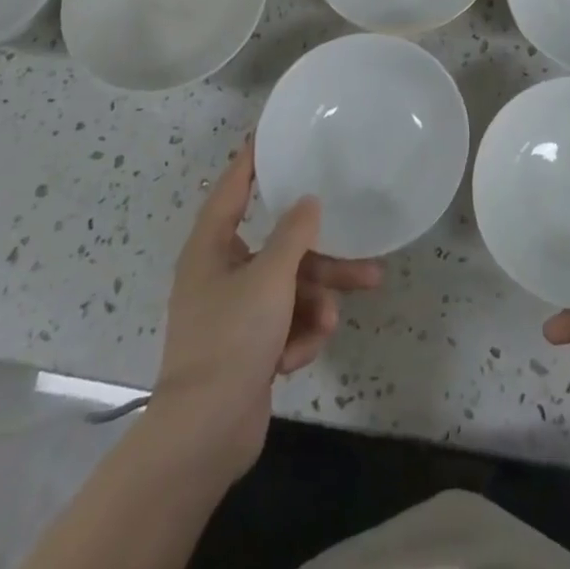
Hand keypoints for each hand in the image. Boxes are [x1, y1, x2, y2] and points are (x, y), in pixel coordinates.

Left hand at [154, 137, 381, 487]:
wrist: (205, 434)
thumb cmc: (232, 338)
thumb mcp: (270, 277)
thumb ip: (294, 234)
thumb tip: (308, 202)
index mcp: (212, 248)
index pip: (232, 189)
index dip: (251, 161)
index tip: (270, 134)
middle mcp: (221, 273)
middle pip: (280, 250)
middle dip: (321, 260)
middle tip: (365, 257)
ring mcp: (235, 313)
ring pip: (289, 290)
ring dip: (314, 303)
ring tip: (334, 319)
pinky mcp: (248, 347)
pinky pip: (283, 324)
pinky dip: (295, 337)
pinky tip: (297, 355)